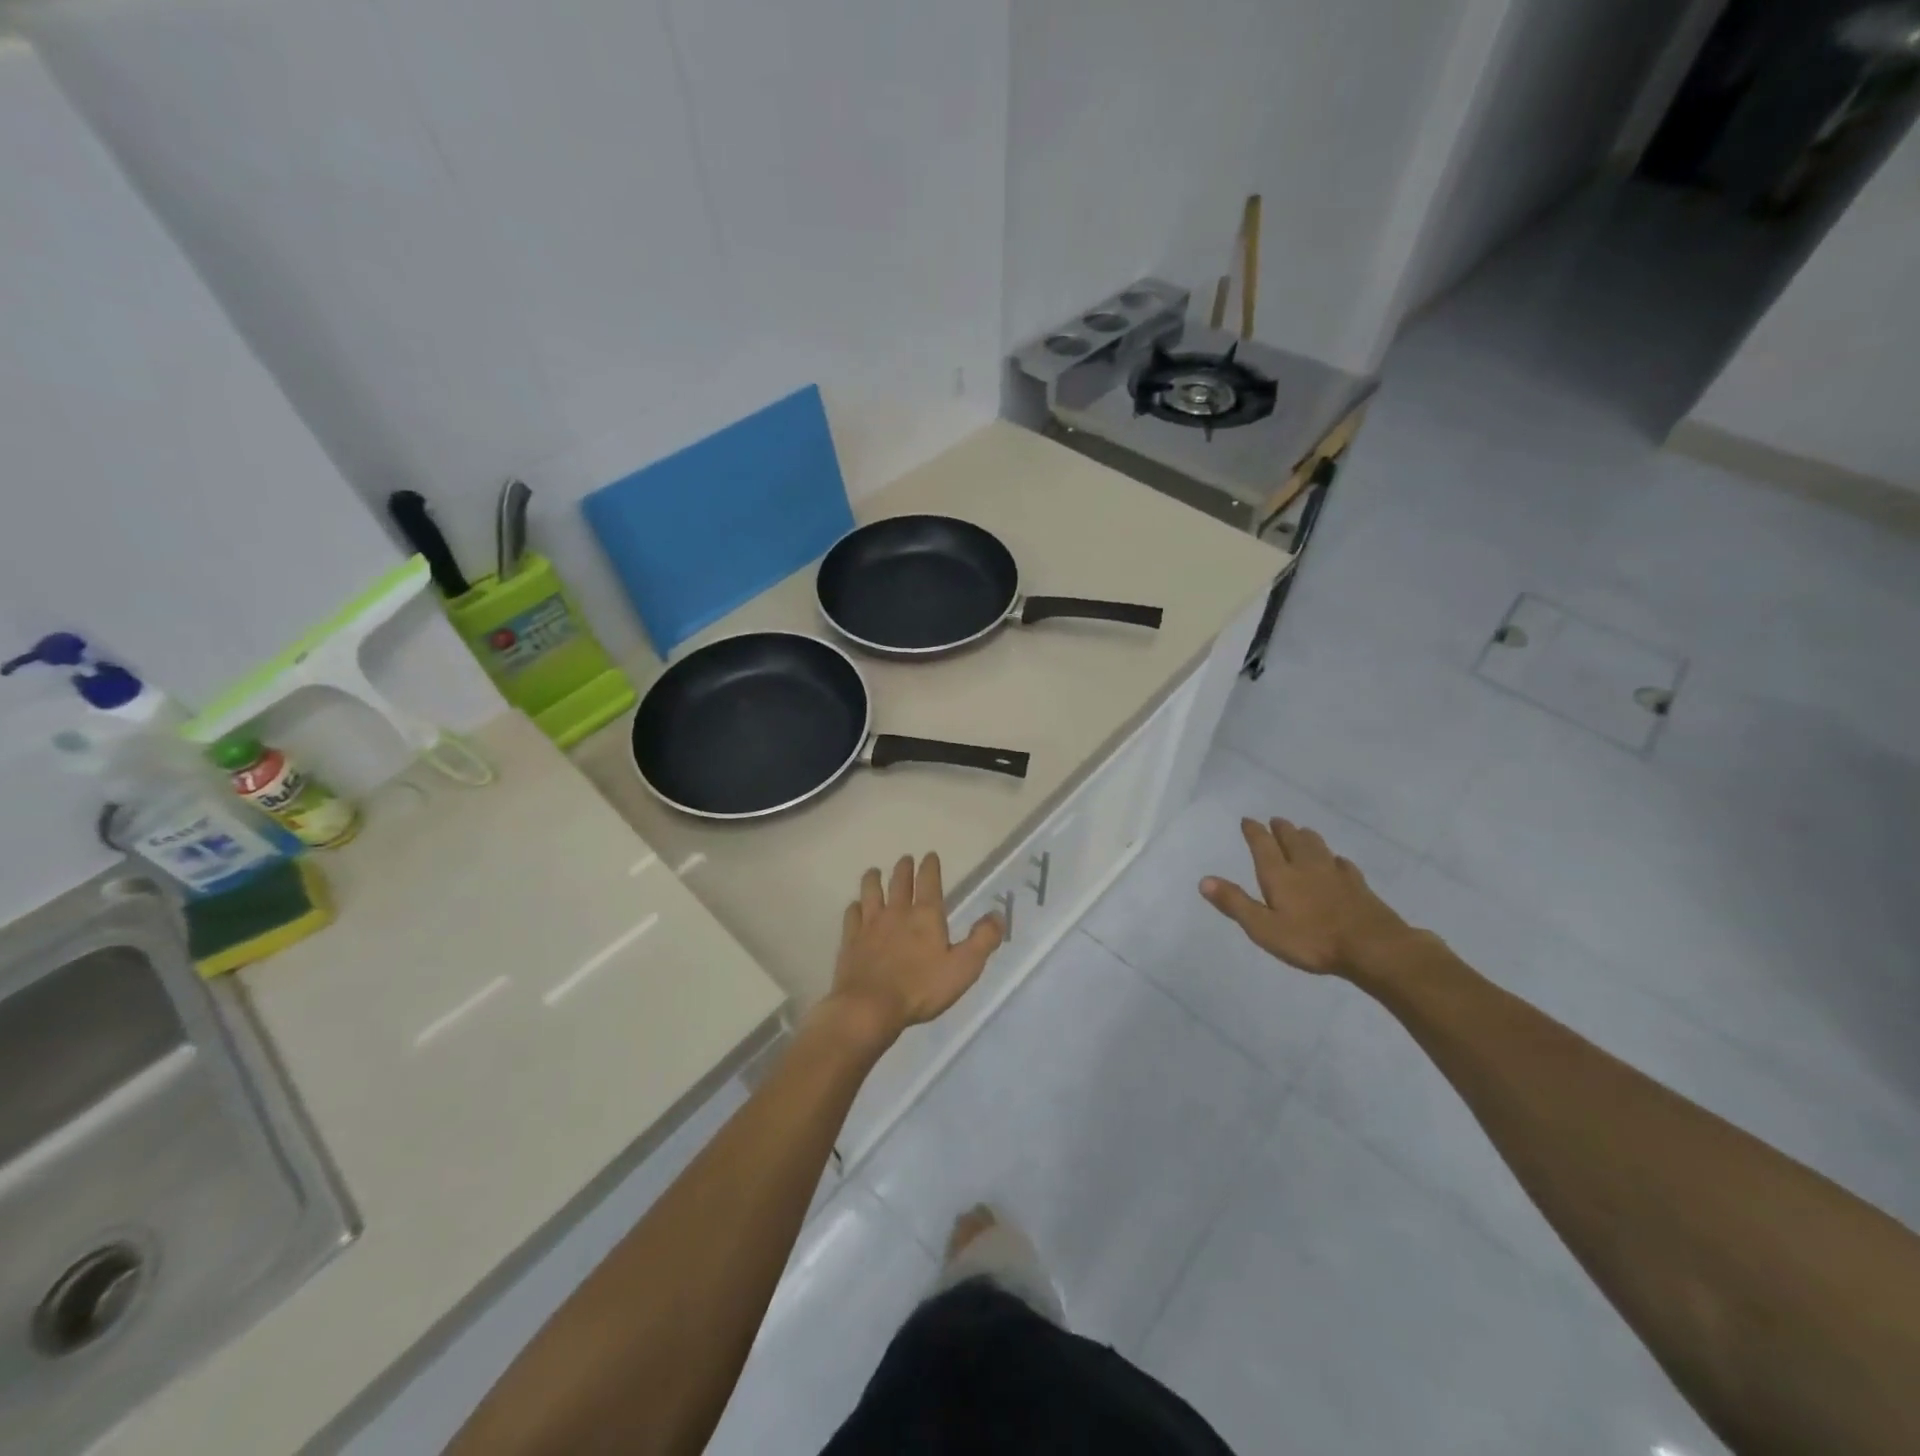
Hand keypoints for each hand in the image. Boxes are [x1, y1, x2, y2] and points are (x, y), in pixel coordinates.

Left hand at [827, 853, 1004, 1046]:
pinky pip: (852, 915)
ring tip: (874, 872)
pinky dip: (855, 907)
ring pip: (870, 892)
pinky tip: (855, 907)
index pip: (929, 882)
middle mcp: (897, 912)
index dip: (930, 867)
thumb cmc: (921, 988)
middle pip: (899, 882)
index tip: (929, 855)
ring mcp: (870, 925)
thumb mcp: (963, 967)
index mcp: (926, 916)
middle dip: (904, 868)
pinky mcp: (851, 940)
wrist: (870, 1007)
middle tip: (905, 859)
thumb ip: (982, 940)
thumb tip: (997, 915)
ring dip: (874, 879)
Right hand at [1200, 817, 1413, 978]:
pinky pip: (1343, 864)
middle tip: (1275, 820)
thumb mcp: (1264, 928)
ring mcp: (1335, 874)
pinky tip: (1337, 861)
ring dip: (1306, 836)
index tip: (1247, 820)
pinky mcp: (1358, 886)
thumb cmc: (1312, 940)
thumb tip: (1204, 880)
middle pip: (1292, 839)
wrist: (1373, 948)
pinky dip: (1334, 858)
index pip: (1263, 844)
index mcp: (1280, 874)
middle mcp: (1306, 866)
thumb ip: (1235, 903)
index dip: (1253, 831)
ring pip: (1318, 846)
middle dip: (1281, 829)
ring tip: (1302, 831)